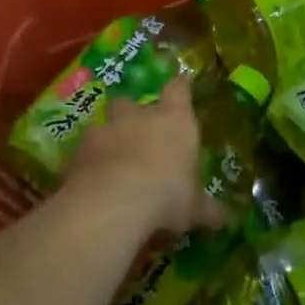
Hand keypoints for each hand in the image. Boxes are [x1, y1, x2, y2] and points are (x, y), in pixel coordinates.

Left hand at [66, 77, 228, 236]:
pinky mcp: (77, 152)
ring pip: (102, 125)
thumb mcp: (194, 209)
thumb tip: (227, 219)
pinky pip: (81, 154)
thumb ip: (208, 210)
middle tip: (136, 135)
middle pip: (131, 102)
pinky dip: (85, 166)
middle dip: (131, 115)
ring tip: (108, 164)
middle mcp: (138, 116)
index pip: (179, 90)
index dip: (180, 87)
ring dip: (106, 140)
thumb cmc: (167, 196)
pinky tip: (88, 185)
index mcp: (174, 121)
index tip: (182, 84)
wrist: (114, 202)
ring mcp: (104, 130)